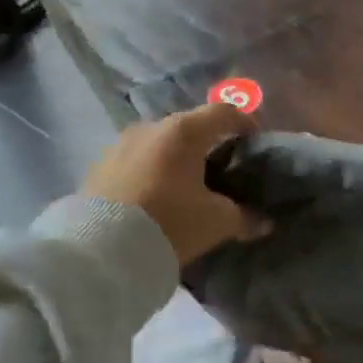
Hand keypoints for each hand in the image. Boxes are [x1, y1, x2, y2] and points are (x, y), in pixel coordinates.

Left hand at [82, 102, 267, 265]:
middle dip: (208, 143)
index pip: (224, 112)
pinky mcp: (99, 166)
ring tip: (185, 186)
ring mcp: (120, 144)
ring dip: (175, 158)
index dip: (245, 122)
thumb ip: (243, 217)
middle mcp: (150, 127)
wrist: (99, 250)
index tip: (255, 141)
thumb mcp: (215, 222)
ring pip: (159, 143)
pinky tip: (154, 197)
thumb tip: (263, 222)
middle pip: (189, 126)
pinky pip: (135, 161)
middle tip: (221, 169)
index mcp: (184, 131)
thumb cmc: (169, 222)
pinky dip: (151, 171)